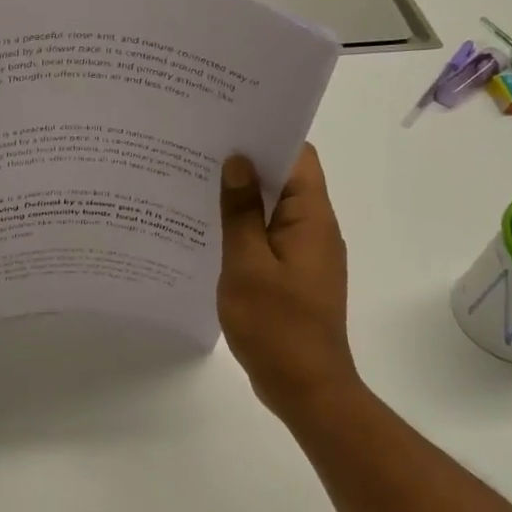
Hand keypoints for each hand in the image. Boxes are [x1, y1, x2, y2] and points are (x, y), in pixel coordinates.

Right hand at [217, 145, 362, 423]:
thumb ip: (241, 212)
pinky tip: (209, 231)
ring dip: (243, 198)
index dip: (267, 136)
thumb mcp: (248, 265)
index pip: (298, 157)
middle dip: (246, 165)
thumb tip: (238, 162)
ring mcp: (305, 254)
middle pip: (286, 180)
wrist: (305, 386)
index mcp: (311, 219)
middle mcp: (315, 229)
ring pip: (274, 210)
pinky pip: (268, 238)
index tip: (227, 125)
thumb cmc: (276, 325)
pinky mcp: (293, 275)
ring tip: (196, 185)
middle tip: (199, 151)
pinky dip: (244, 229)